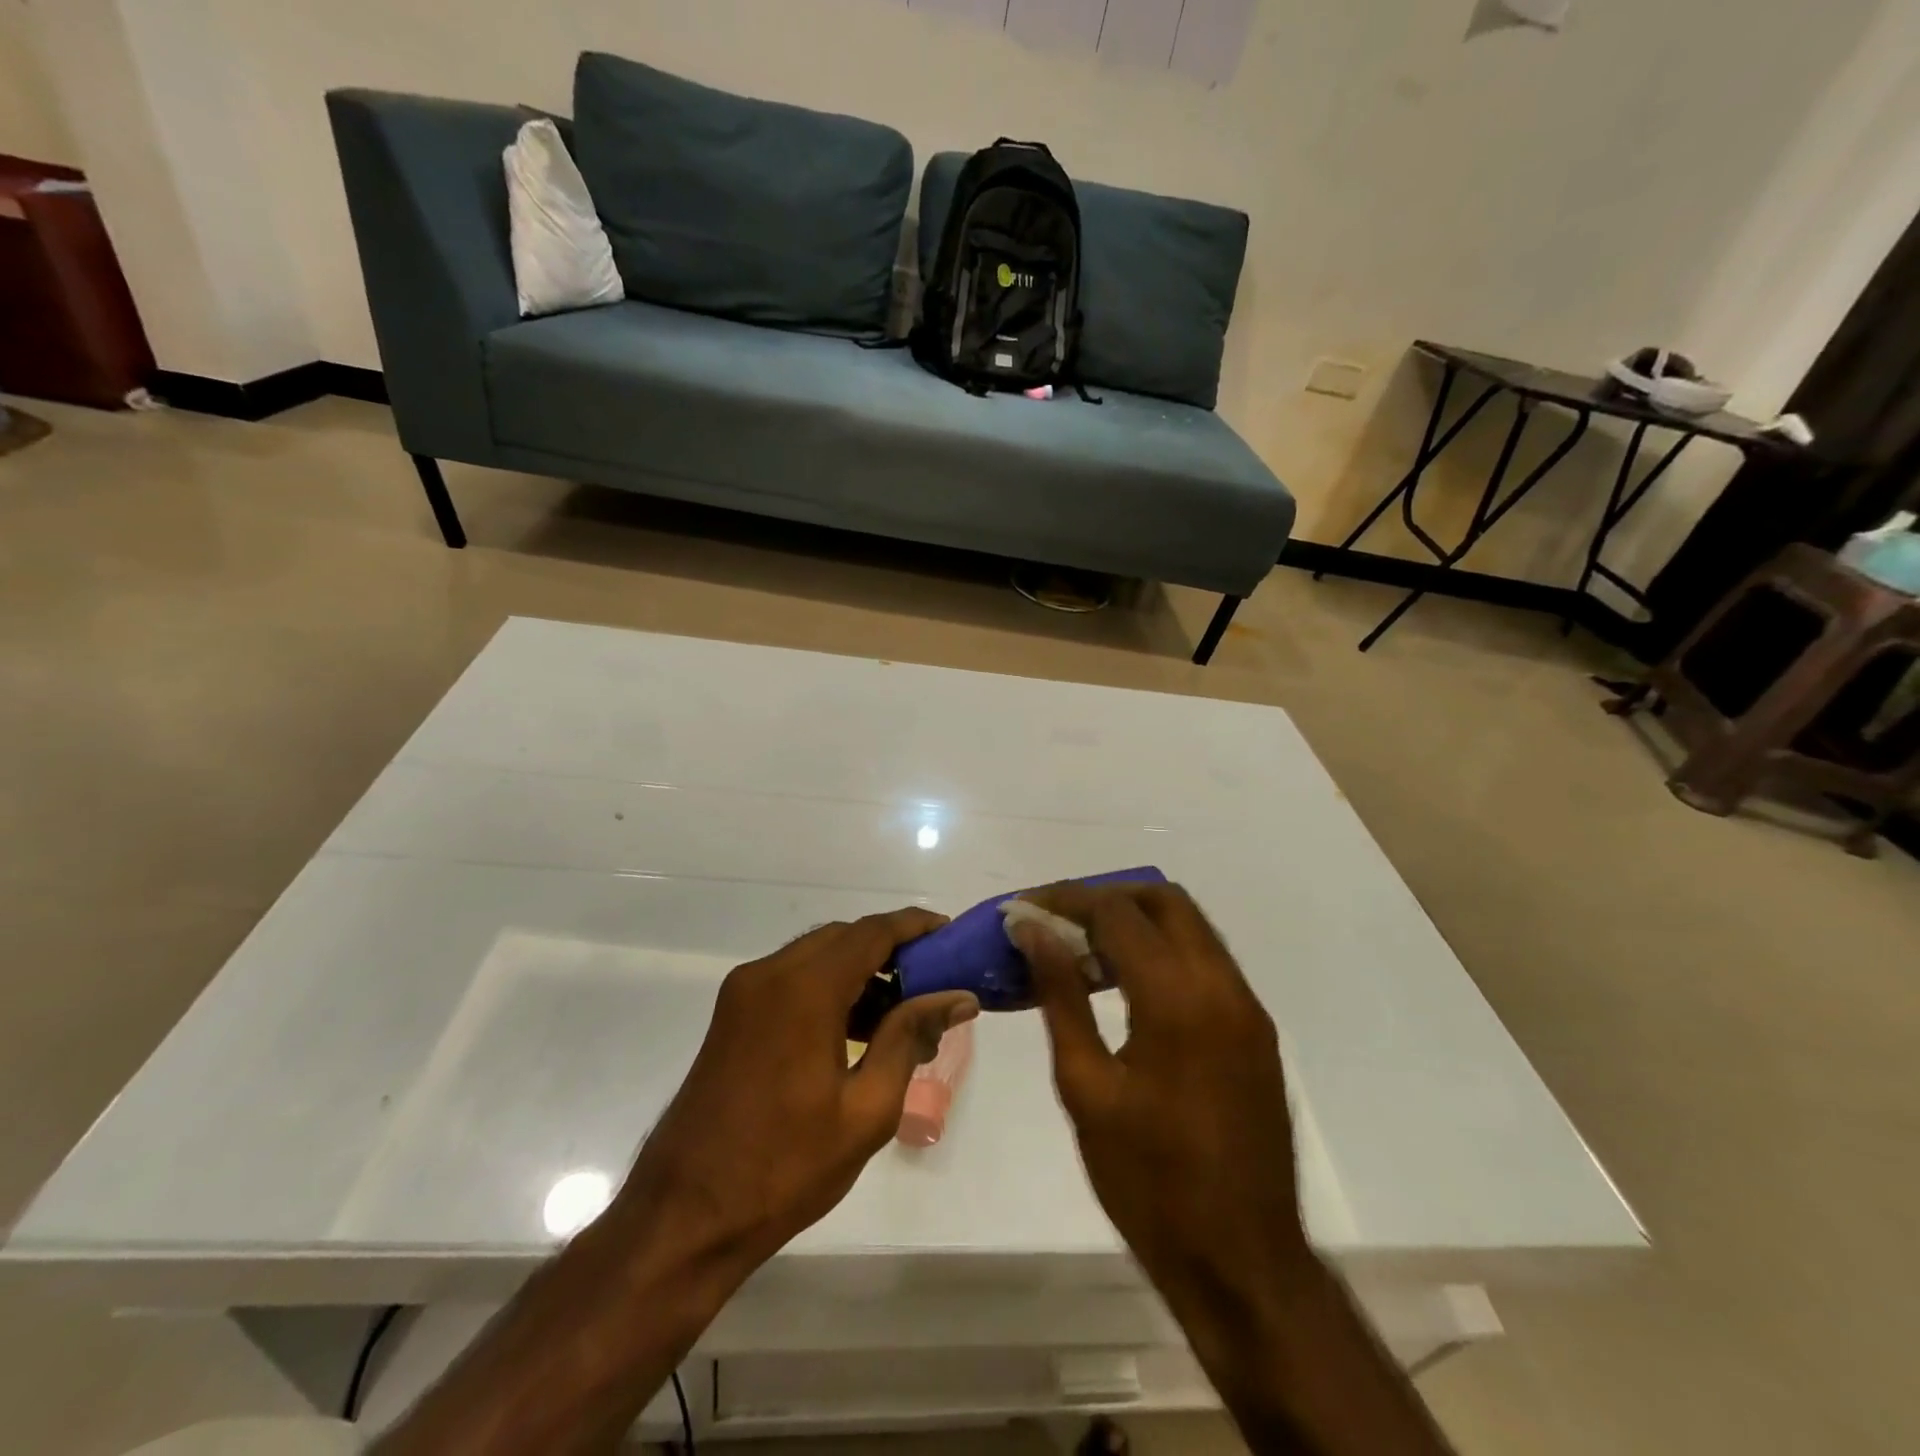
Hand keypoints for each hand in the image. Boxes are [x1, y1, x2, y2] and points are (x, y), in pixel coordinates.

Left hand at [612, 909, 979, 1275]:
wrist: (685, 1216)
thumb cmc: (786, 1166)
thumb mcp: (867, 1108)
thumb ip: (911, 1037)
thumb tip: (958, 997)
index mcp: (804, 989)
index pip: (872, 933)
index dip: (915, 926)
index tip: (951, 934)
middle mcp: (770, 974)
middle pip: (844, 937)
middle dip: (891, 950)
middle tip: (933, 982)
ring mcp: (745, 992)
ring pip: (817, 955)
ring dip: (860, 969)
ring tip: (902, 1015)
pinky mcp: (733, 1014)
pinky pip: (793, 978)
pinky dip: (829, 987)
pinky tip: (856, 1030)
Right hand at [1007, 884, 1310, 1348]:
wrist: (1243, 1261)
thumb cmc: (1149, 1181)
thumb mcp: (1086, 1087)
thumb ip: (1060, 996)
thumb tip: (1032, 931)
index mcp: (1178, 998)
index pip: (1117, 913)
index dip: (1065, 900)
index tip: (1024, 909)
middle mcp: (1222, 985)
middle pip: (1163, 900)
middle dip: (1105, 897)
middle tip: (1056, 921)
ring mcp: (1246, 1005)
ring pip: (1189, 926)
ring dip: (1136, 920)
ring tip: (1081, 949)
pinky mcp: (1254, 1028)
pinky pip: (1205, 961)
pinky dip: (1162, 951)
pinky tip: (1124, 985)